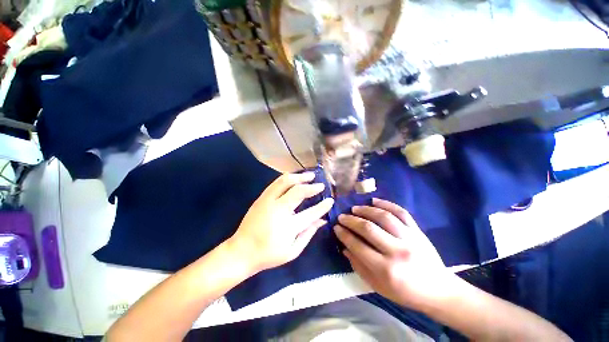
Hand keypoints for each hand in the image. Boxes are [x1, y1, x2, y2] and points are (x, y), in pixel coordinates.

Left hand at [229, 172, 333, 273]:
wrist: (241, 251)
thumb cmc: (268, 254)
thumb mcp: (292, 251)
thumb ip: (308, 234)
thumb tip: (322, 220)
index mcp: (288, 226)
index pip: (310, 213)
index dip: (322, 206)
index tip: (330, 200)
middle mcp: (278, 209)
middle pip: (298, 191)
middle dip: (311, 186)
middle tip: (320, 184)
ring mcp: (268, 201)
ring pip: (285, 181)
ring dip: (299, 177)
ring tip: (309, 176)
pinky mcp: (261, 198)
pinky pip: (276, 183)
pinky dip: (287, 178)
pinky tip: (294, 177)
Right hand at [334, 198, 456, 309]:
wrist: (438, 290)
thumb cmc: (405, 292)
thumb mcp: (378, 286)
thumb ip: (359, 266)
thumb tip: (345, 247)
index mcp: (386, 270)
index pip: (358, 246)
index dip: (344, 235)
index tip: (336, 227)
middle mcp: (397, 251)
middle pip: (368, 228)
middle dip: (351, 220)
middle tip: (342, 216)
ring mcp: (409, 238)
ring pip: (383, 217)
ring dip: (365, 210)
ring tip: (354, 208)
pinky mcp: (417, 231)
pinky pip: (401, 212)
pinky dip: (386, 204)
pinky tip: (374, 200)